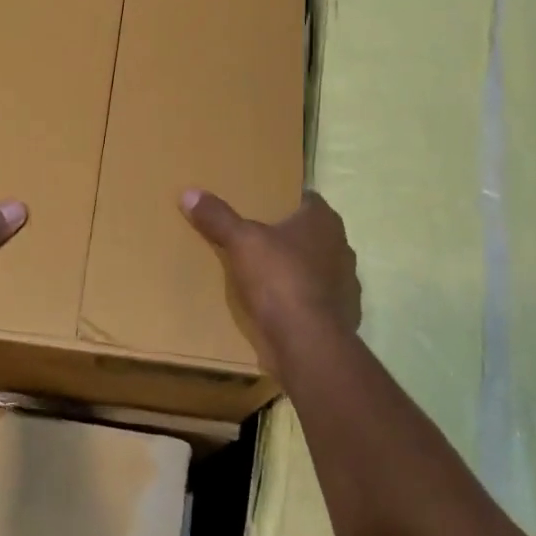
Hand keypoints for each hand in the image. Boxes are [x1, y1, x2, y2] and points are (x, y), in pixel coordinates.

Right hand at [181, 189, 359, 369]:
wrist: (308, 342)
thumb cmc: (279, 279)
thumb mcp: (241, 242)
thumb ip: (218, 217)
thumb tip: (189, 193)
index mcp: (324, 221)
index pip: (306, 199)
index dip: (285, 200)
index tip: (261, 205)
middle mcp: (342, 246)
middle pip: (311, 234)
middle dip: (288, 236)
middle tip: (256, 238)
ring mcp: (346, 283)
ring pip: (316, 267)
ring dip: (297, 270)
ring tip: (265, 274)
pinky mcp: (343, 314)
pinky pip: (318, 299)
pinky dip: (302, 300)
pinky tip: (281, 307)